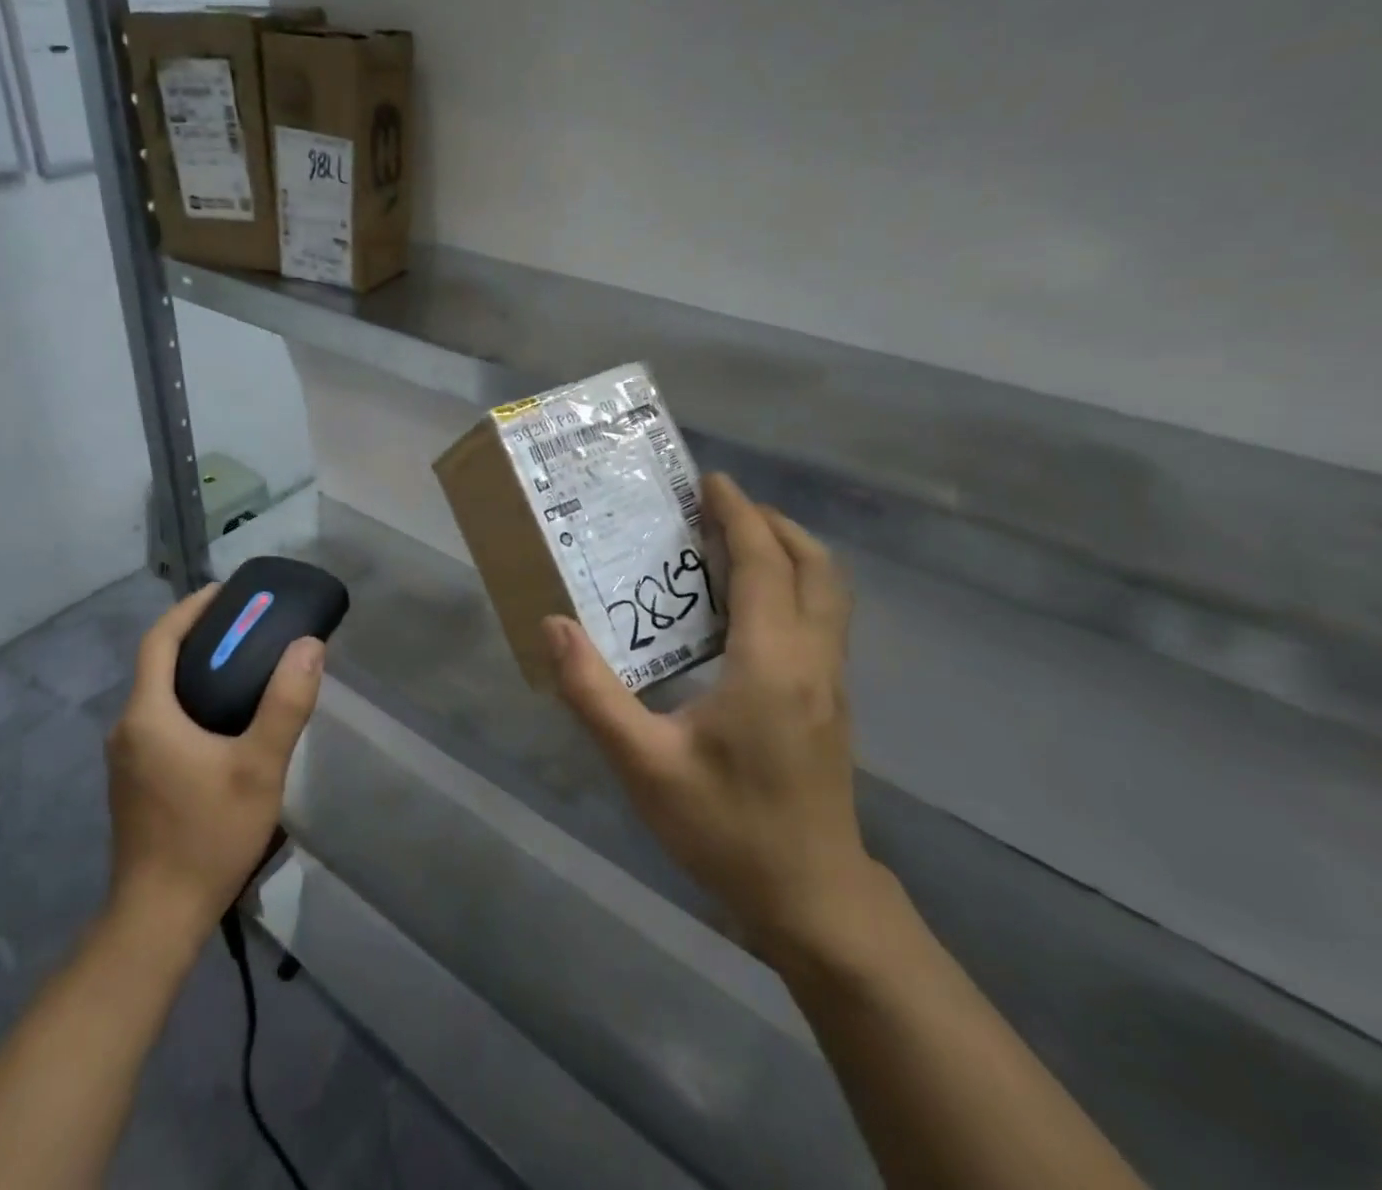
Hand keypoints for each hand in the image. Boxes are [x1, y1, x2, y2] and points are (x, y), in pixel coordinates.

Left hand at [105, 585, 324, 938]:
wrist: (157, 918)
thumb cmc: (208, 835)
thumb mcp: (259, 767)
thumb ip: (285, 704)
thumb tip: (308, 645)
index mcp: (148, 715)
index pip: (160, 639)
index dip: (190, 609)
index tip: (226, 591)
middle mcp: (127, 728)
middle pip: (159, 664)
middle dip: (199, 636)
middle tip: (247, 626)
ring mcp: (126, 759)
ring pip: (159, 695)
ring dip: (195, 670)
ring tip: (243, 665)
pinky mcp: (134, 782)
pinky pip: (161, 721)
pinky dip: (189, 702)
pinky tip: (224, 720)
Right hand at [543, 473, 886, 969]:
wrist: (813, 902)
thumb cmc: (727, 830)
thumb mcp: (644, 765)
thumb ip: (593, 693)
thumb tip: (553, 626)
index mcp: (772, 663)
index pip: (764, 564)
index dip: (740, 515)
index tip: (710, 481)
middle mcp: (813, 661)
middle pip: (814, 566)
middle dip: (771, 523)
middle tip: (719, 508)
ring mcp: (831, 684)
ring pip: (827, 593)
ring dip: (788, 553)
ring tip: (733, 544)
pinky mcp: (830, 704)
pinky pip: (821, 620)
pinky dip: (791, 587)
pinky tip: (745, 610)